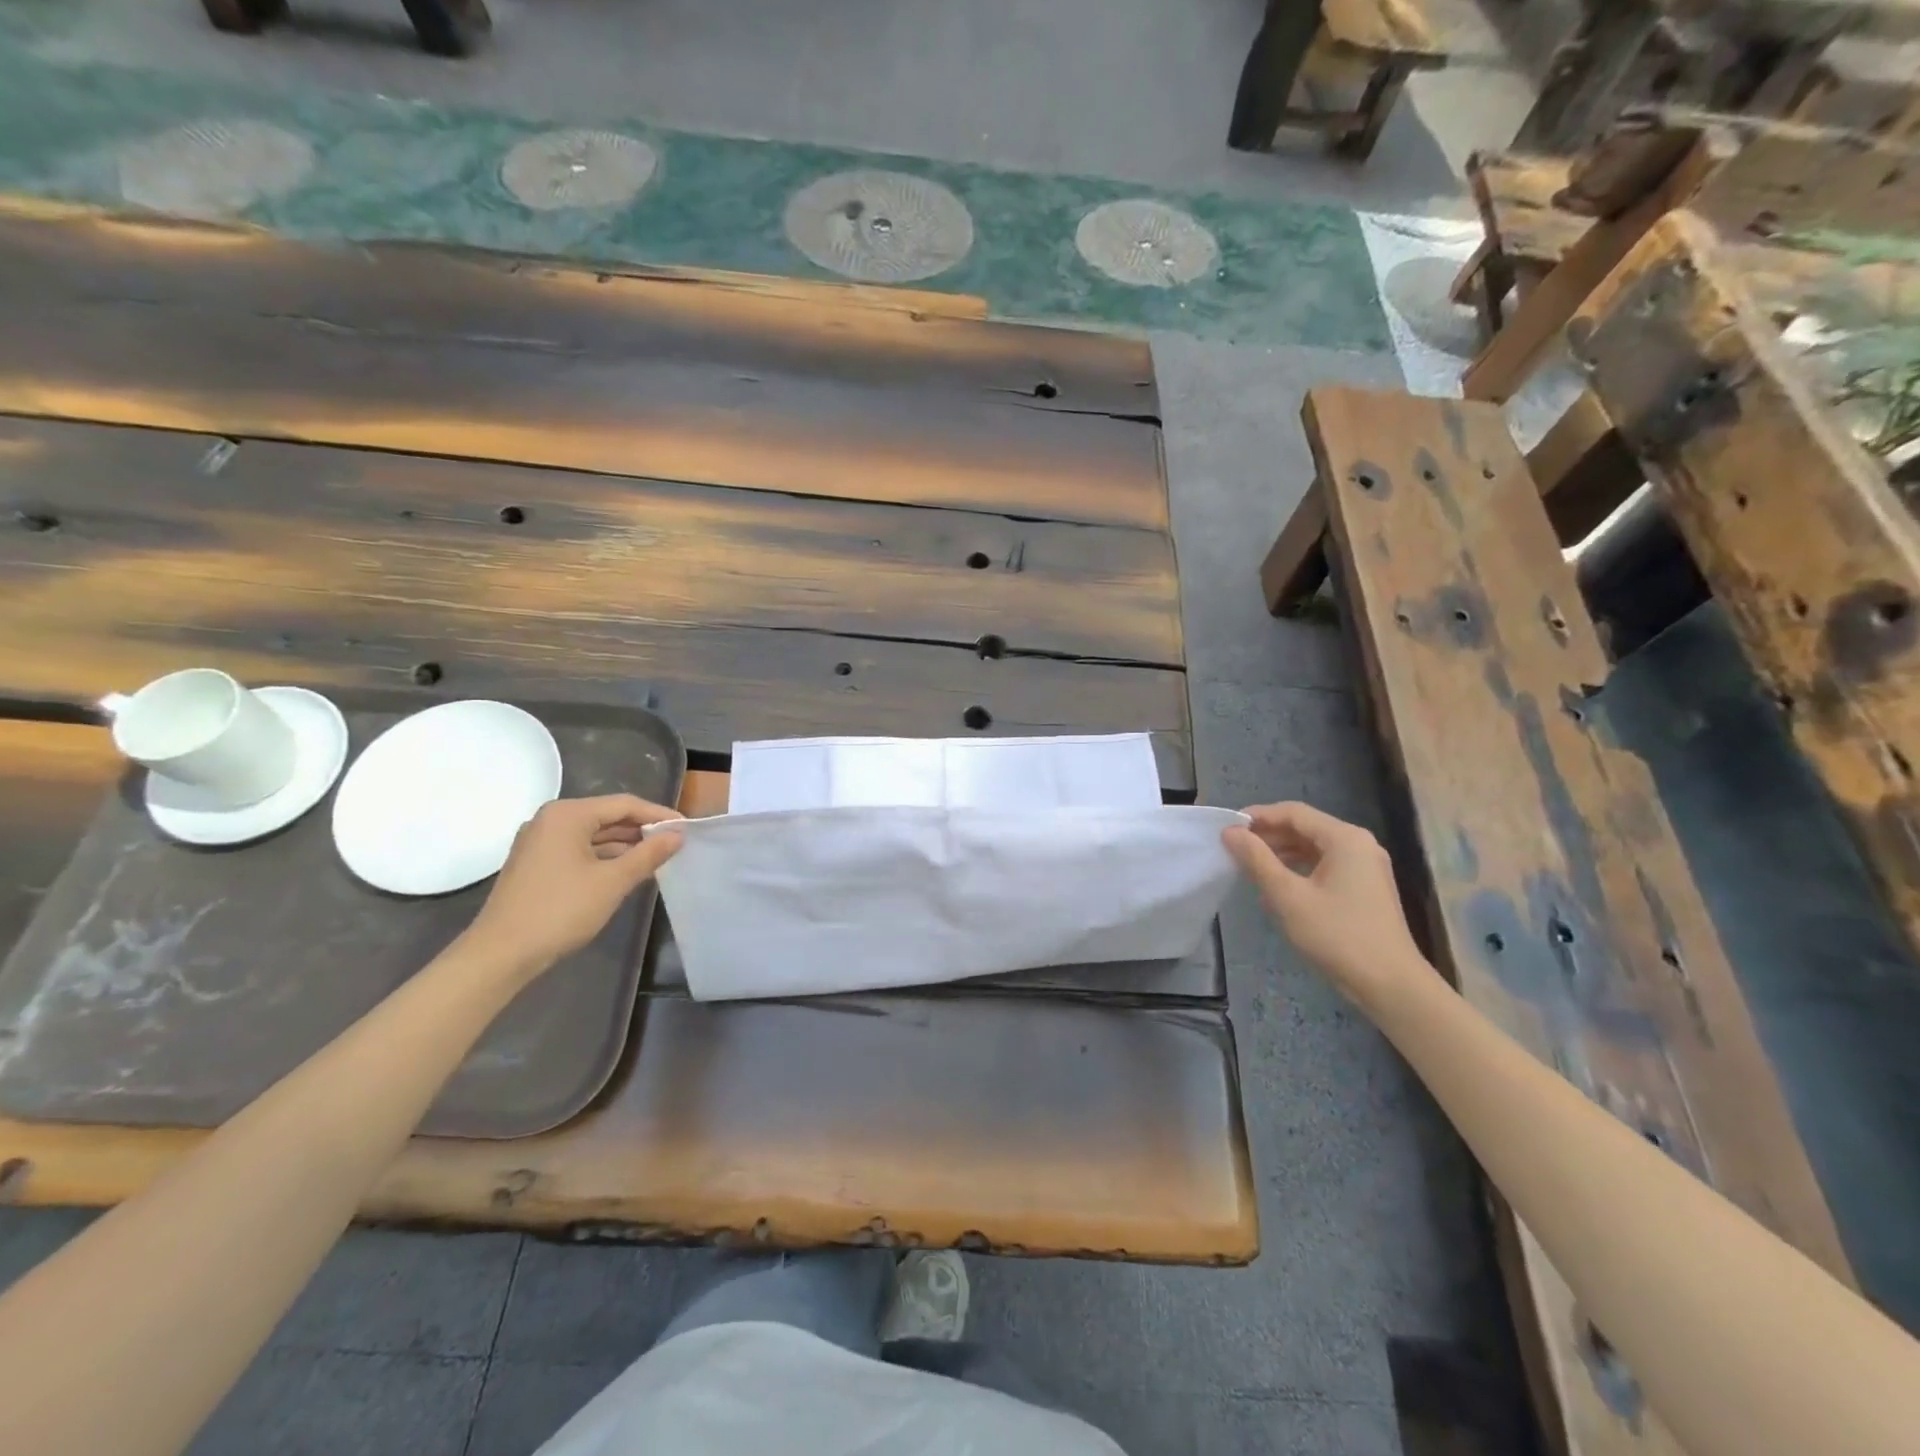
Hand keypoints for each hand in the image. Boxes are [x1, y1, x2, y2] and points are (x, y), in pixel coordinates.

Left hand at [463, 795, 684, 978]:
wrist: (501, 954)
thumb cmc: (561, 910)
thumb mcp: (613, 881)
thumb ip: (648, 854)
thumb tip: (677, 836)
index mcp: (567, 815)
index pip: (624, 805)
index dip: (659, 815)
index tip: (687, 828)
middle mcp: (550, 820)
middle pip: (607, 816)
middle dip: (642, 830)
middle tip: (675, 843)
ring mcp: (539, 842)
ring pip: (593, 834)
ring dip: (625, 845)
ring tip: (657, 858)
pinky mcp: (535, 864)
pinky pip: (579, 850)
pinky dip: (604, 857)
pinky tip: (626, 871)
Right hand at [1223, 802, 1421, 1004]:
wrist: (1390, 985)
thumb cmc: (1337, 935)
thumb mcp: (1288, 896)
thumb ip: (1257, 860)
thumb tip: (1230, 832)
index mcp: (1345, 838)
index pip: (1293, 812)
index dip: (1258, 816)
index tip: (1227, 829)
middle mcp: (1359, 844)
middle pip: (1305, 827)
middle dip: (1269, 835)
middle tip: (1234, 848)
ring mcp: (1366, 867)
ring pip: (1315, 847)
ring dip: (1282, 852)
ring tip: (1250, 866)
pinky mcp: (1366, 888)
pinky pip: (1326, 865)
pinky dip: (1299, 868)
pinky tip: (1278, 885)